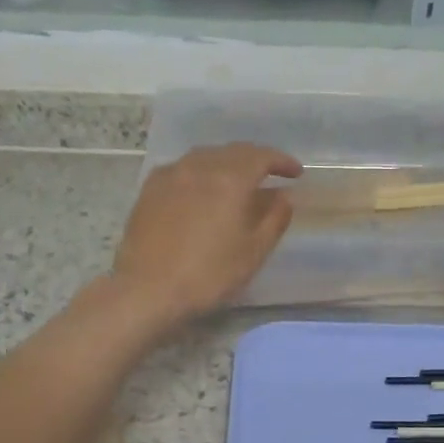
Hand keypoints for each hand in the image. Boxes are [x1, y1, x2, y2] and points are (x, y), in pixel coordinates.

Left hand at [107, 143, 301, 333]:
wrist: (148, 290)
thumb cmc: (209, 275)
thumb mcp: (253, 252)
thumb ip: (275, 218)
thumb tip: (284, 196)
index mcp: (229, 179)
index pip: (261, 156)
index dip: (281, 161)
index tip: (295, 172)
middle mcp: (199, 167)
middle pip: (233, 151)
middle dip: (255, 160)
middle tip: (270, 175)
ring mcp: (170, 175)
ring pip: (206, 157)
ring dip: (227, 163)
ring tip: (237, 181)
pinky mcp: (150, 190)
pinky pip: (183, 169)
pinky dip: (201, 173)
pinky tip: (201, 190)